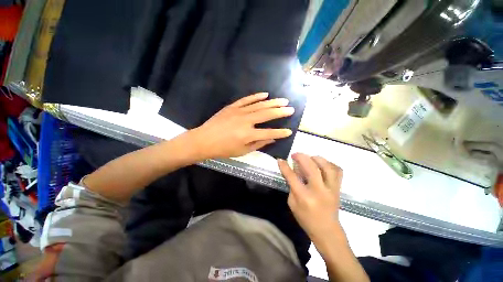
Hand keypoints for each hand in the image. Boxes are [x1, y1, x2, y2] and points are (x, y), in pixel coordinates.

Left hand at [189, 92, 294, 159]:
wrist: (204, 140)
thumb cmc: (224, 149)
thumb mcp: (242, 151)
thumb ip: (259, 144)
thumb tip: (272, 139)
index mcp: (248, 135)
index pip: (269, 133)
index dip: (280, 132)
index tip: (289, 131)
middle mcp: (246, 121)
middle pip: (267, 114)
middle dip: (281, 112)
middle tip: (291, 109)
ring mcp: (239, 112)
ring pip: (259, 105)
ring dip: (272, 102)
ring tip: (283, 100)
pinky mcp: (232, 106)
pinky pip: (247, 99)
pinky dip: (256, 96)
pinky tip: (265, 94)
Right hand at [278, 153, 343, 241]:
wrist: (327, 231)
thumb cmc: (306, 219)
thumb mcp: (292, 204)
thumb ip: (292, 186)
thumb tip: (293, 170)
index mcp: (304, 197)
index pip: (292, 177)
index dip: (284, 166)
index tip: (280, 159)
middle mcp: (319, 190)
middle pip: (311, 167)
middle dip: (301, 157)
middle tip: (295, 155)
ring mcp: (331, 188)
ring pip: (327, 166)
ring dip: (316, 158)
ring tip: (309, 158)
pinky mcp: (338, 188)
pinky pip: (338, 171)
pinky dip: (329, 164)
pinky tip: (321, 164)